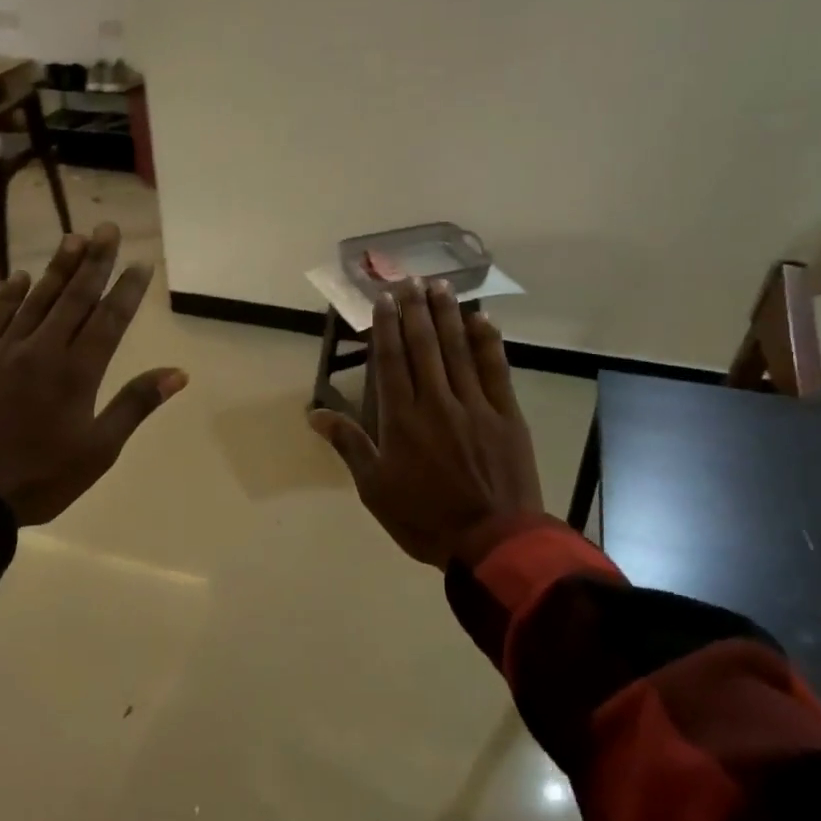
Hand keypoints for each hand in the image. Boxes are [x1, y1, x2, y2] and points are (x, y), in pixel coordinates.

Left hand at [0, 223, 187, 524]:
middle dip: (94, 262)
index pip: (108, 320)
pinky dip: (8, 295)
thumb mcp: (99, 451)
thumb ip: (135, 405)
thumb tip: (177, 373)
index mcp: (77, 373)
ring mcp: (0, 352)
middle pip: (73, 298)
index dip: (127, 289)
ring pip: (35, 301)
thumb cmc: (40, 479)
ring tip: (73, 238)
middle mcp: (41, 351)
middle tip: (107, 229)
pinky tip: (20, 277)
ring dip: (57, 269)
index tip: (140, 262)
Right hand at [310, 280, 543, 567]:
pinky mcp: (506, 415)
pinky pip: (496, 369)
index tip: (384, 299)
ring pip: (459, 349)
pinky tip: (481, 319)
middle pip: (424, 346)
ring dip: (448, 315)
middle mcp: (436, 402)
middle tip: (410, 279)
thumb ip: (349, 445)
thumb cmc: (425, 518)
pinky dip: (488, 342)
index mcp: (401, 420)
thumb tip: (314, 414)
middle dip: (416, 310)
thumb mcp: (375, 489)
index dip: (387, 326)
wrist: (491, 541)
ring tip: (440, 285)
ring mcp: (475, 406)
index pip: (392, 360)